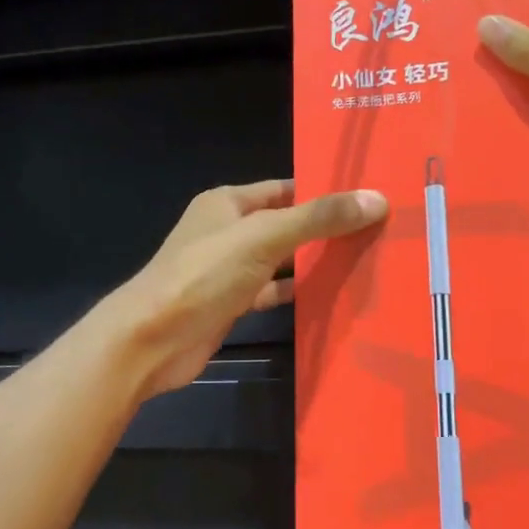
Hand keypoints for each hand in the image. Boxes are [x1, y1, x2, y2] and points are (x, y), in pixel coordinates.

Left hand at [110, 180, 388, 398]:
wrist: (151, 340)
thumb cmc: (203, 275)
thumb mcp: (263, 237)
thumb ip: (317, 218)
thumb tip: (375, 198)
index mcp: (228, 203)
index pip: (284, 188)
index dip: (321, 190)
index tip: (366, 196)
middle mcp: (227, 231)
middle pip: (284, 224)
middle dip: (323, 228)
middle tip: (377, 230)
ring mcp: (227, 270)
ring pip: (279, 260)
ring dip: (312, 262)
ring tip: (364, 260)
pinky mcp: (230, 304)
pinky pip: (271, 293)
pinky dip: (295, 293)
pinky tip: (329, 296)